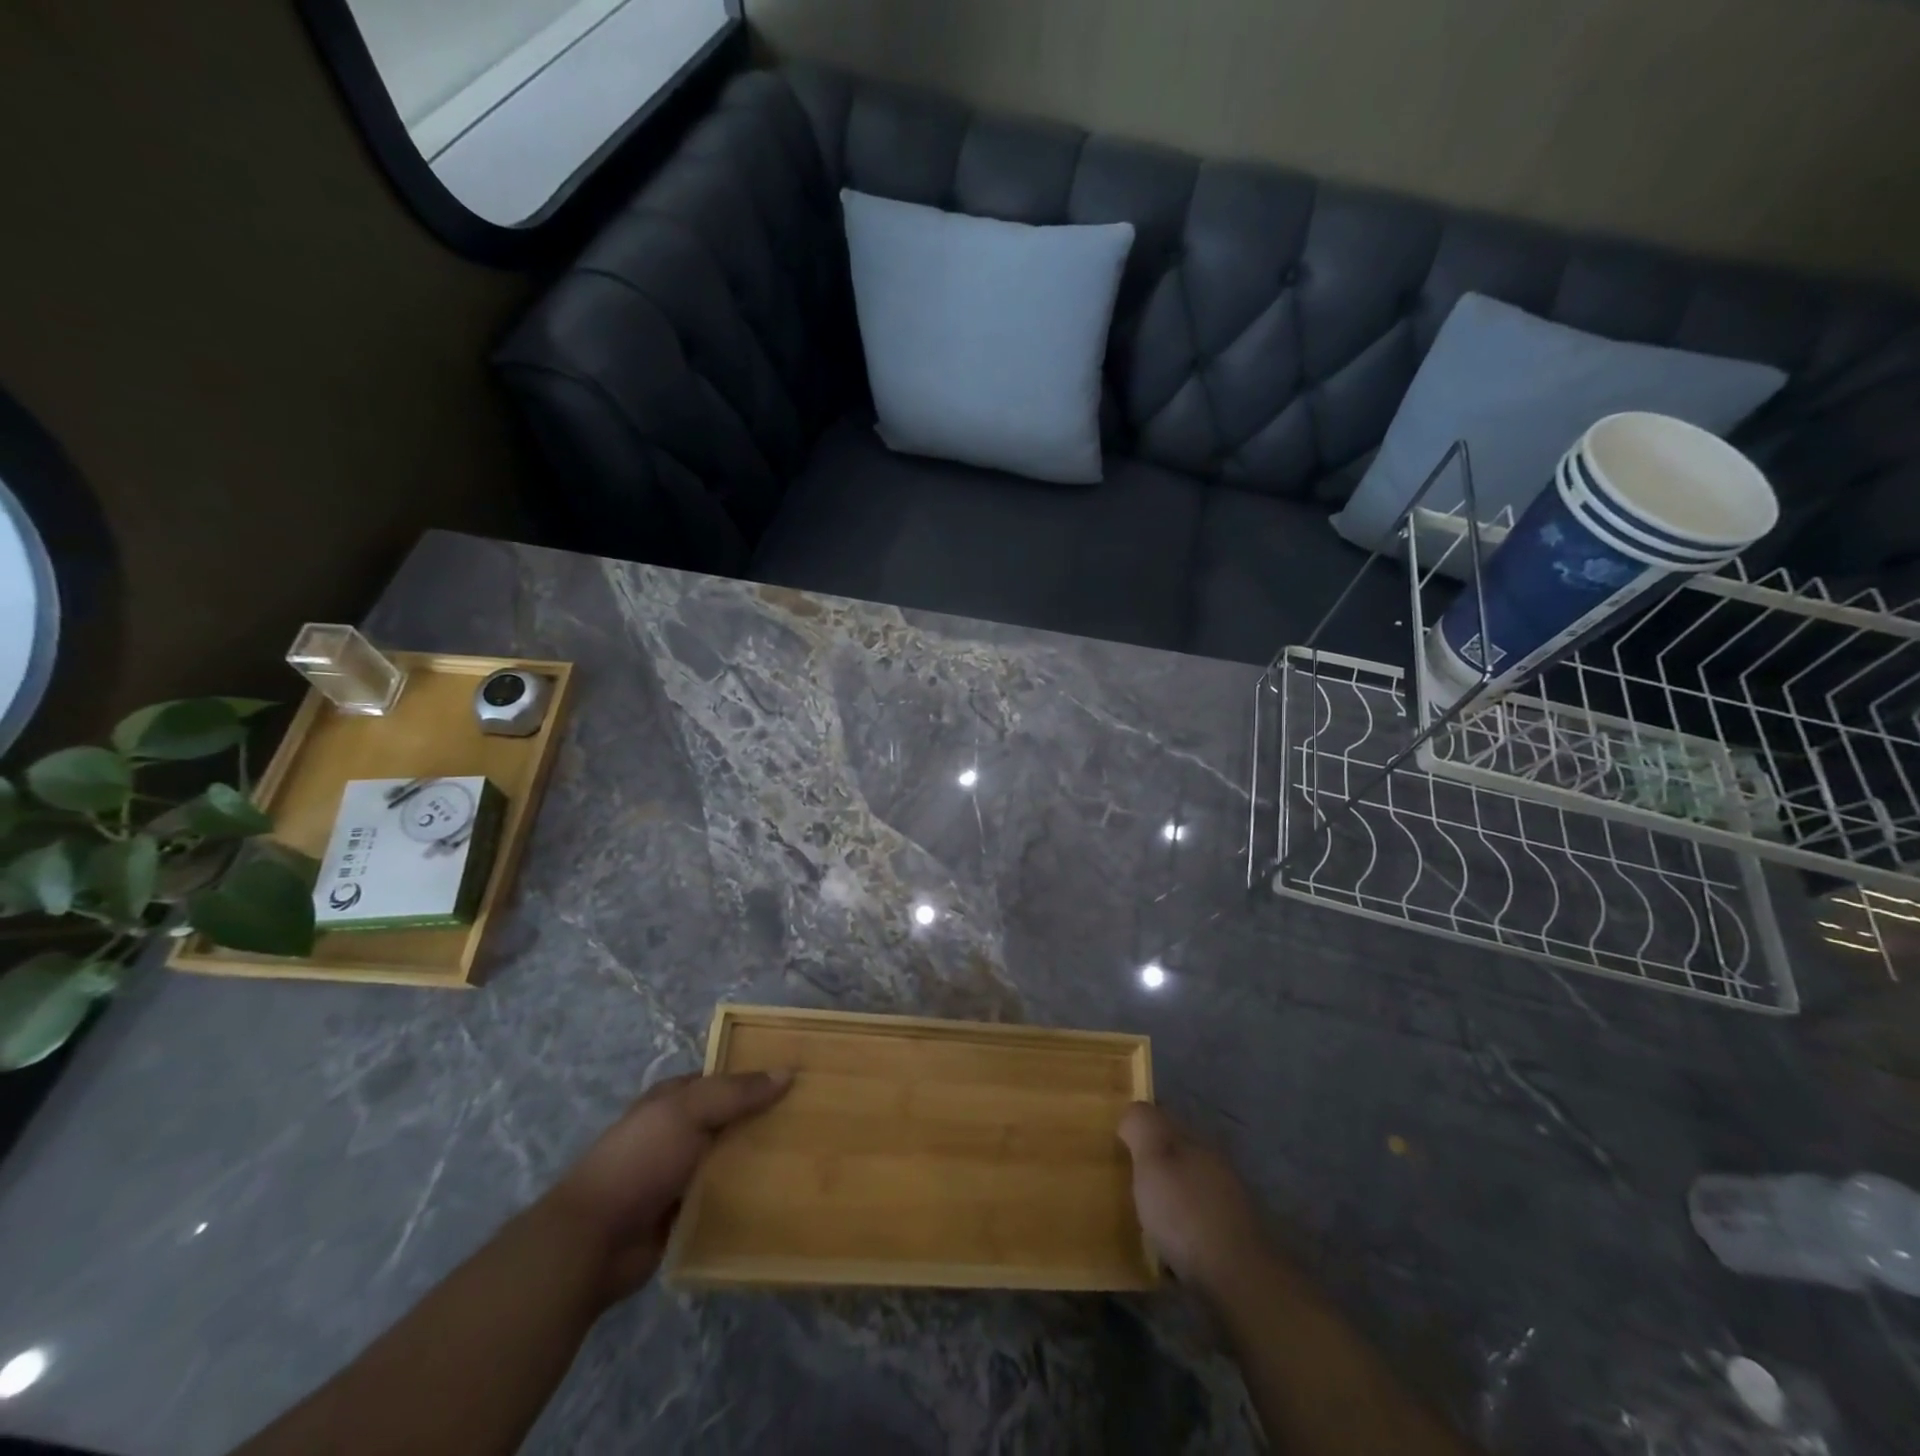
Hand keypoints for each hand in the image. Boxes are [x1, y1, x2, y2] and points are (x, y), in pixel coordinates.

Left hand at [543, 1069, 791, 1299]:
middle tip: (815, 1118)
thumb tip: (788, 1071)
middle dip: (765, 1118)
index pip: (724, 1078)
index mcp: (674, 1098)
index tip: (799, 1079)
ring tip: (810, 1156)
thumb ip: (737, 1092)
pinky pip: (726, 1197)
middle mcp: (679, 1131)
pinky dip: (748, 1196)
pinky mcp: (686, 1213)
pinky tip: (783, 1194)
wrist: (593, 1241)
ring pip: (732, 1158)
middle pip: (732, 1118)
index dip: (758, 1075)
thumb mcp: (689, 1112)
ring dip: (761, 1159)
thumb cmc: (639, 1160)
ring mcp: (681, 1174)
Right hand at [1119, 1103, 1266, 1294]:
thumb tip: (1133, 1112)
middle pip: (1177, 1156)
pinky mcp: (1232, 1243)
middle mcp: (1215, 1167)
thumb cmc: (1186, 1213)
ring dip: (1167, 1201)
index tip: (1116, 1141)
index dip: (1140, 1127)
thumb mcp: (1153, 1159)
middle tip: (1122, 1181)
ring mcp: (1228, 1206)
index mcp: (1196, 1141)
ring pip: (1188, 1192)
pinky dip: (1179, 1233)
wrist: (1239, 1282)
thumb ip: (1141, 1126)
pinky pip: (1196, 1227)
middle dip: (1153, 1165)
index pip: (1164, 1120)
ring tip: (1139, 1220)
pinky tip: (1164, 1252)